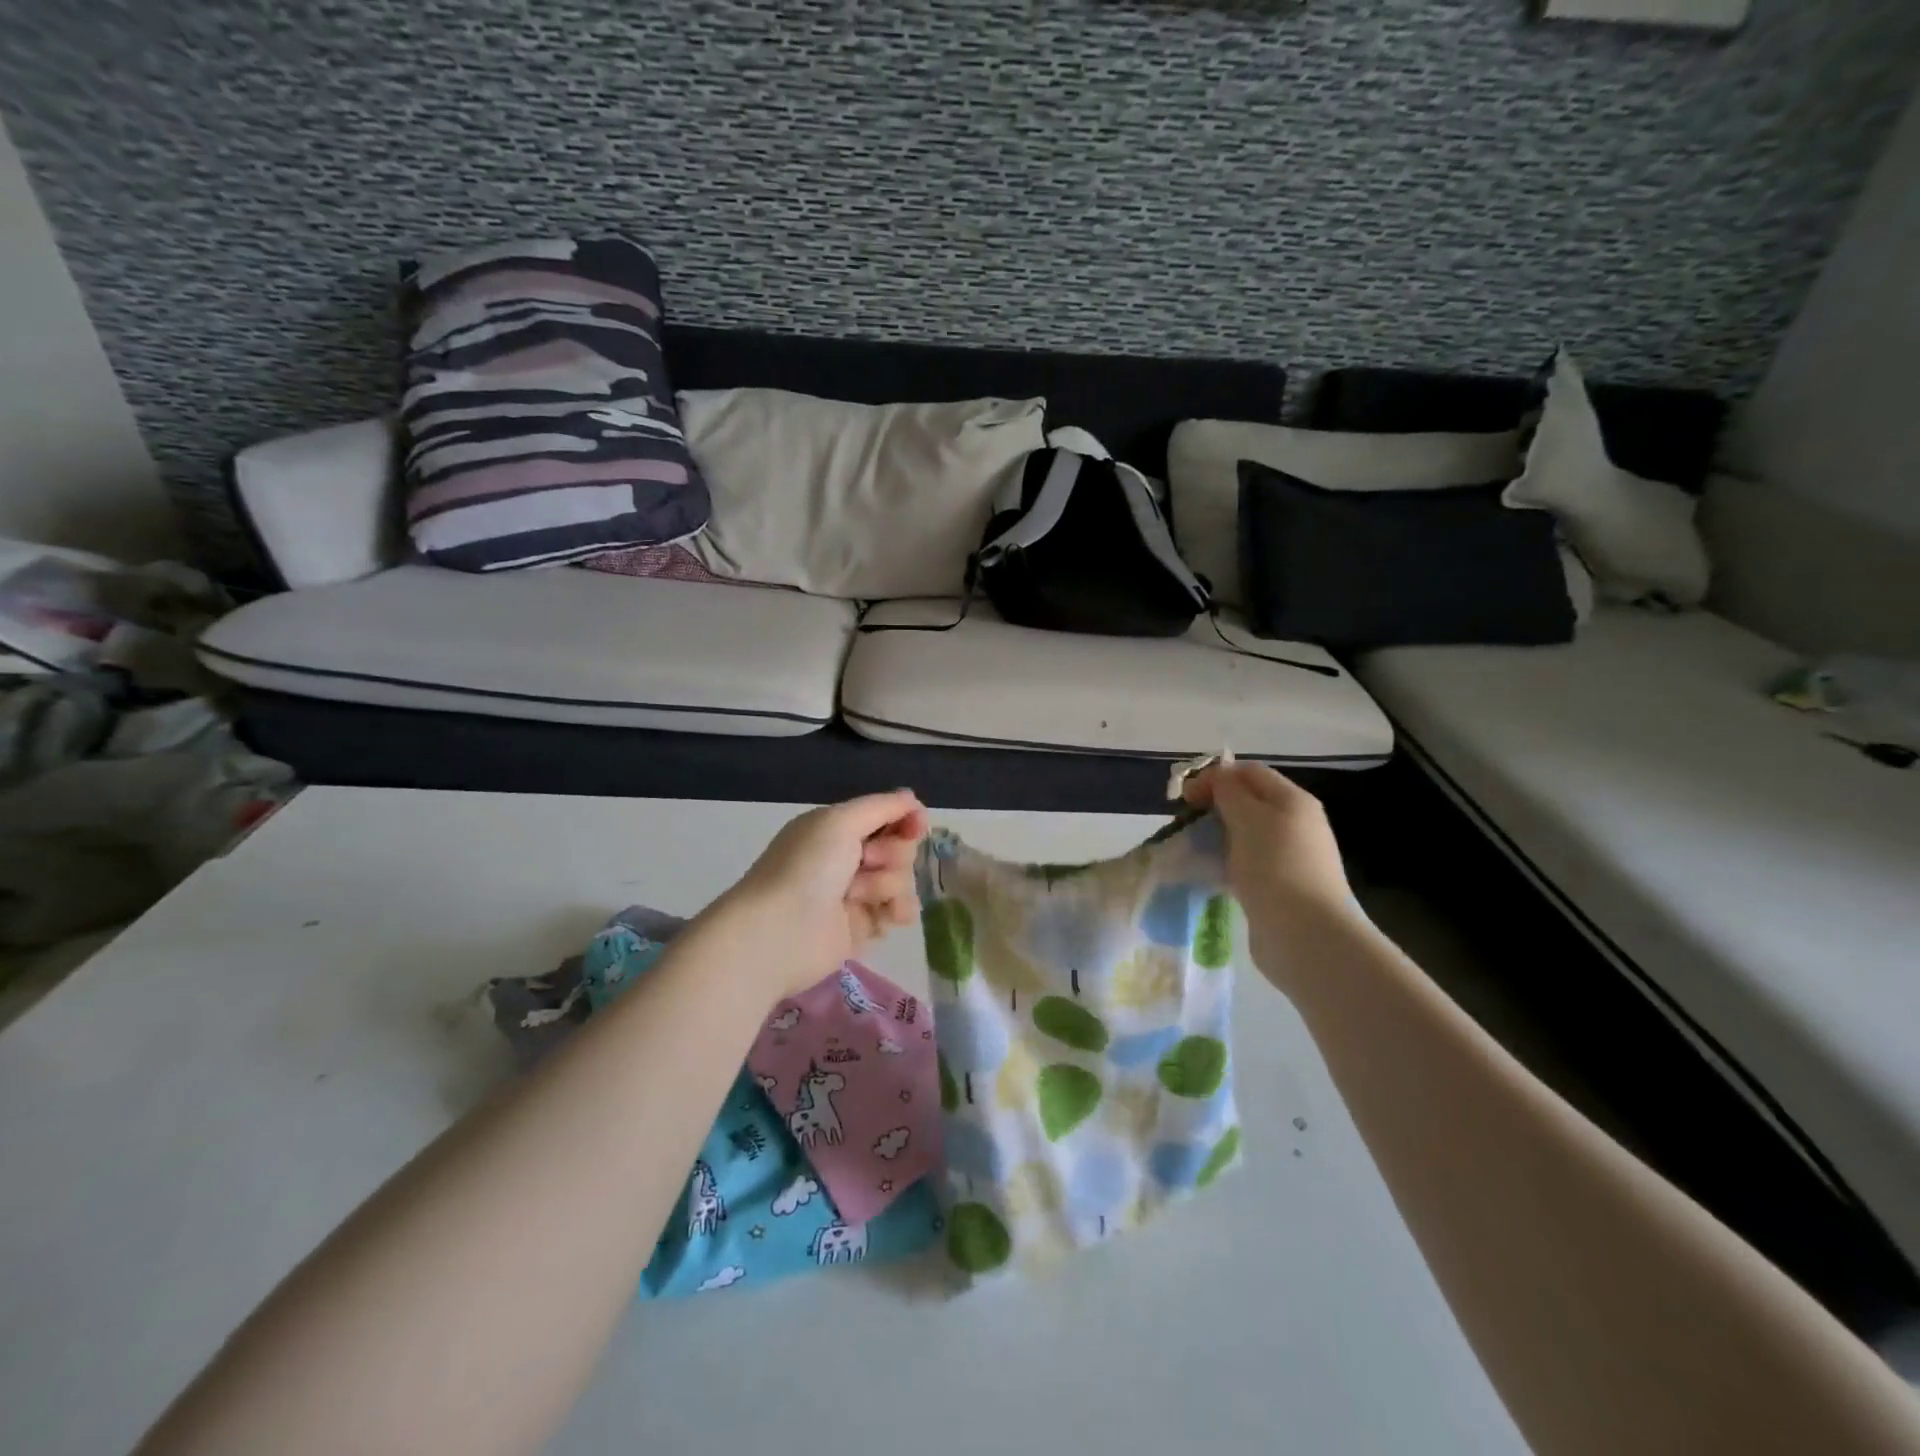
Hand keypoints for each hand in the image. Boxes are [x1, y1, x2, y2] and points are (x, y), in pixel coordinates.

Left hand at [718, 790, 928, 1000]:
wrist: (780, 932)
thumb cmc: (807, 868)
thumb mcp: (841, 821)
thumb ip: (882, 806)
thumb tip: (911, 798)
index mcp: (838, 829)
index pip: (887, 817)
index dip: (906, 820)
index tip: (916, 827)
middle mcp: (847, 858)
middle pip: (899, 848)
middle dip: (892, 854)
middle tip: (866, 862)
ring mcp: (856, 894)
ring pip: (901, 880)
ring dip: (888, 884)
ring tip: (858, 896)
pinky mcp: (863, 926)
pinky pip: (897, 911)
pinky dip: (896, 910)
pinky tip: (888, 915)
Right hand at [1182, 762, 1359, 981]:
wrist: (1305, 934)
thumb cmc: (1274, 865)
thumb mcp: (1247, 816)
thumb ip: (1228, 791)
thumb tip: (1218, 778)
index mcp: (1293, 800)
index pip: (1249, 772)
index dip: (1215, 777)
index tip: (1185, 797)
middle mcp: (1296, 824)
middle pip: (1248, 803)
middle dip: (1213, 807)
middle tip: (1185, 823)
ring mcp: (1289, 858)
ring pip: (1244, 835)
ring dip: (1216, 837)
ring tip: (1192, 849)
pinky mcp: (1279, 887)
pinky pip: (1246, 864)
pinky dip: (1225, 863)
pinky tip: (1208, 874)